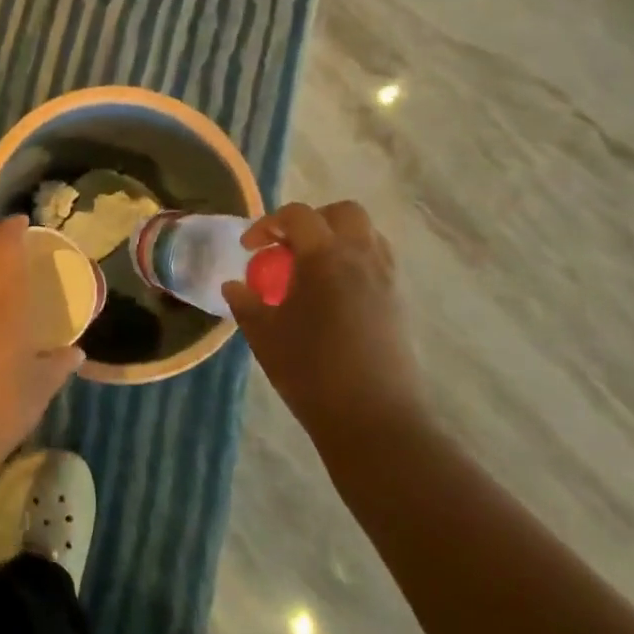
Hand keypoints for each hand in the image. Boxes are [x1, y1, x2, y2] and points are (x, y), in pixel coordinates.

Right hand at [223, 201, 424, 444]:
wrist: (375, 420)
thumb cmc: (312, 371)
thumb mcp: (265, 335)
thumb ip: (246, 303)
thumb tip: (234, 286)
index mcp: (326, 257)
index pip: (298, 216)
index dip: (268, 224)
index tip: (249, 248)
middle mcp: (362, 258)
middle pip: (344, 213)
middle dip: (312, 221)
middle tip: (287, 248)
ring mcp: (387, 280)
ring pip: (367, 236)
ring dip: (337, 240)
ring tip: (311, 270)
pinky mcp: (399, 305)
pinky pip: (378, 264)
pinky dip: (354, 264)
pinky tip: (333, 297)